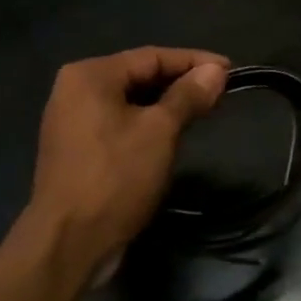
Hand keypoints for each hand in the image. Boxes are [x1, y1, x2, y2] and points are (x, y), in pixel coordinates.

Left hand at [28, 47, 228, 272]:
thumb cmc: (116, 178)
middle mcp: (74, 90)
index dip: (194, 61)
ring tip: (203, 112)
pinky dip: (146, 124)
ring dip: (166, 105)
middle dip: (180, 83)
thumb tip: (215, 71)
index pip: (151, 56)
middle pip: (138, 76)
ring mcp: (71, 121)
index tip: (230, 70)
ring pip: (129, 102)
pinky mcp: (76, 150)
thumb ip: (188, 96)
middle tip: (220, 93)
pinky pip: (118, 124)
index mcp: (89, 75)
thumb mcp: (159, 132)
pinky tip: (171, 136)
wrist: (69, 243)